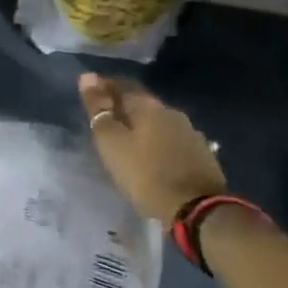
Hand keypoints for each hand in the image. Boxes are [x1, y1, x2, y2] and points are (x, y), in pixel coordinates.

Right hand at [80, 73, 225, 221]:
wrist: (199, 211)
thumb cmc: (147, 174)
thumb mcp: (112, 143)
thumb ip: (98, 110)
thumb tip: (87, 76)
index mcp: (148, 105)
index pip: (121, 85)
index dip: (103, 87)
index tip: (88, 94)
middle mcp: (171, 112)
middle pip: (141, 102)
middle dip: (122, 106)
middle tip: (104, 118)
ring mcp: (189, 132)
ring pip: (158, 121)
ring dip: (141, 125)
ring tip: (126, 138)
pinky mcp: (201, 154)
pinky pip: (171, 139)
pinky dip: (156, 141)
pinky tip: (151, 154)